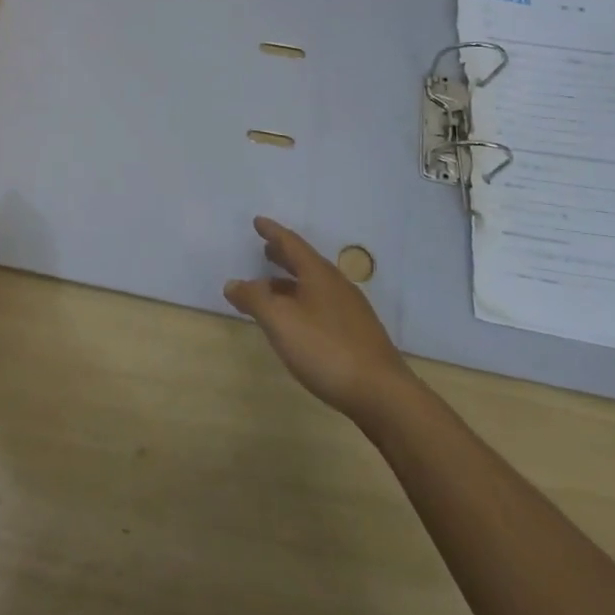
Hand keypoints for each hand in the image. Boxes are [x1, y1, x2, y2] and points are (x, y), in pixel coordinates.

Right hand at [224, 216, 412, 418]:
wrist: (381, 393)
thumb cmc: (326, 349)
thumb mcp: (281, 322)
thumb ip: (255, 299)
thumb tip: (233, 283)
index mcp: (318, 274)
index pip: (291, 244)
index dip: (273, 232)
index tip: (258, 222)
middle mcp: (336, 284)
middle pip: (305, 262)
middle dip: (283, 255)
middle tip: (265, 249)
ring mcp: (350, 309)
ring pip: (314, 285)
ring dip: (291, 282)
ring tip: (272, 287)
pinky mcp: (357, 332)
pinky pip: (322, 304)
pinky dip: (303, 301)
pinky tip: (298, 320)